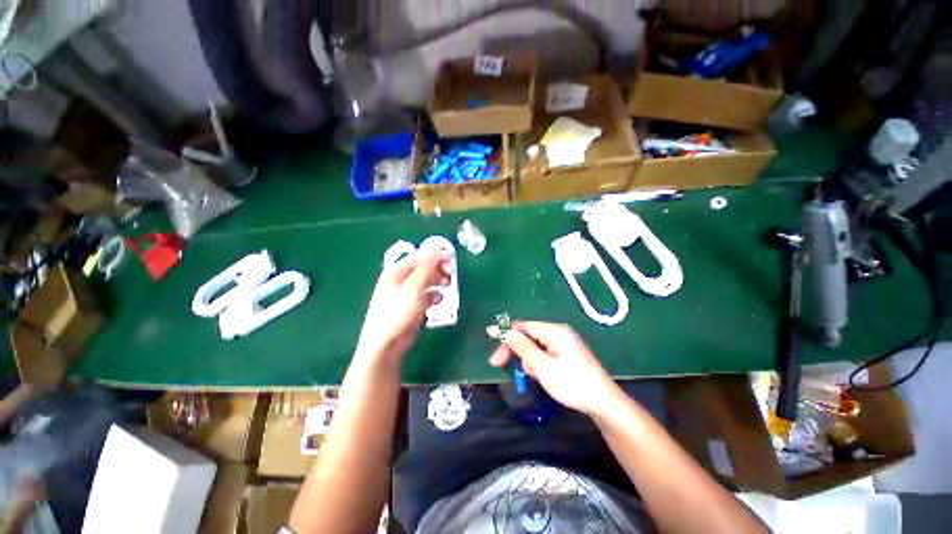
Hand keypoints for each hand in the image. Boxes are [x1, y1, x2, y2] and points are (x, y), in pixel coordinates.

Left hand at [356, 249, 450, 365]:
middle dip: (438, 270)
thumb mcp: (414, 287)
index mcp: (396, 272)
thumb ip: (427, 268)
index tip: (452, 257)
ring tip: (446, 288)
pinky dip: (433, 297)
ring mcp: (405, 295)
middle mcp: (400, 281)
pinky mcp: (411, 307)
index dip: (436, 255)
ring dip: (437, 284)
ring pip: (426, 283)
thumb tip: (437, 250)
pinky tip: (436, 302)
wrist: (386, 344)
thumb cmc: (398, 311)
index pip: (419, 257)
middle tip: (450, 274)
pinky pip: (425, 297)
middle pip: (423, 269)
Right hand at [486, 321, 621, 416]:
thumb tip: (506, 332)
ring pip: (535, 345)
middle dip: (513, 348)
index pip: (523, 326)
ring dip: (526, 357)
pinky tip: (536, 374)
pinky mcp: (567, 353)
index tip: (489, 337)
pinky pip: (544, 352)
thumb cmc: (571, 383)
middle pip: (528, 335)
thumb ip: (523, 348)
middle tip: (498, 364)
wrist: (603, 402)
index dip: (505, 332)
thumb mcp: (543, 367)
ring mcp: (564, 343)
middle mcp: (558, 332)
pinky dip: (536, 361)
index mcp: (554, 331)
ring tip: (526, 375)